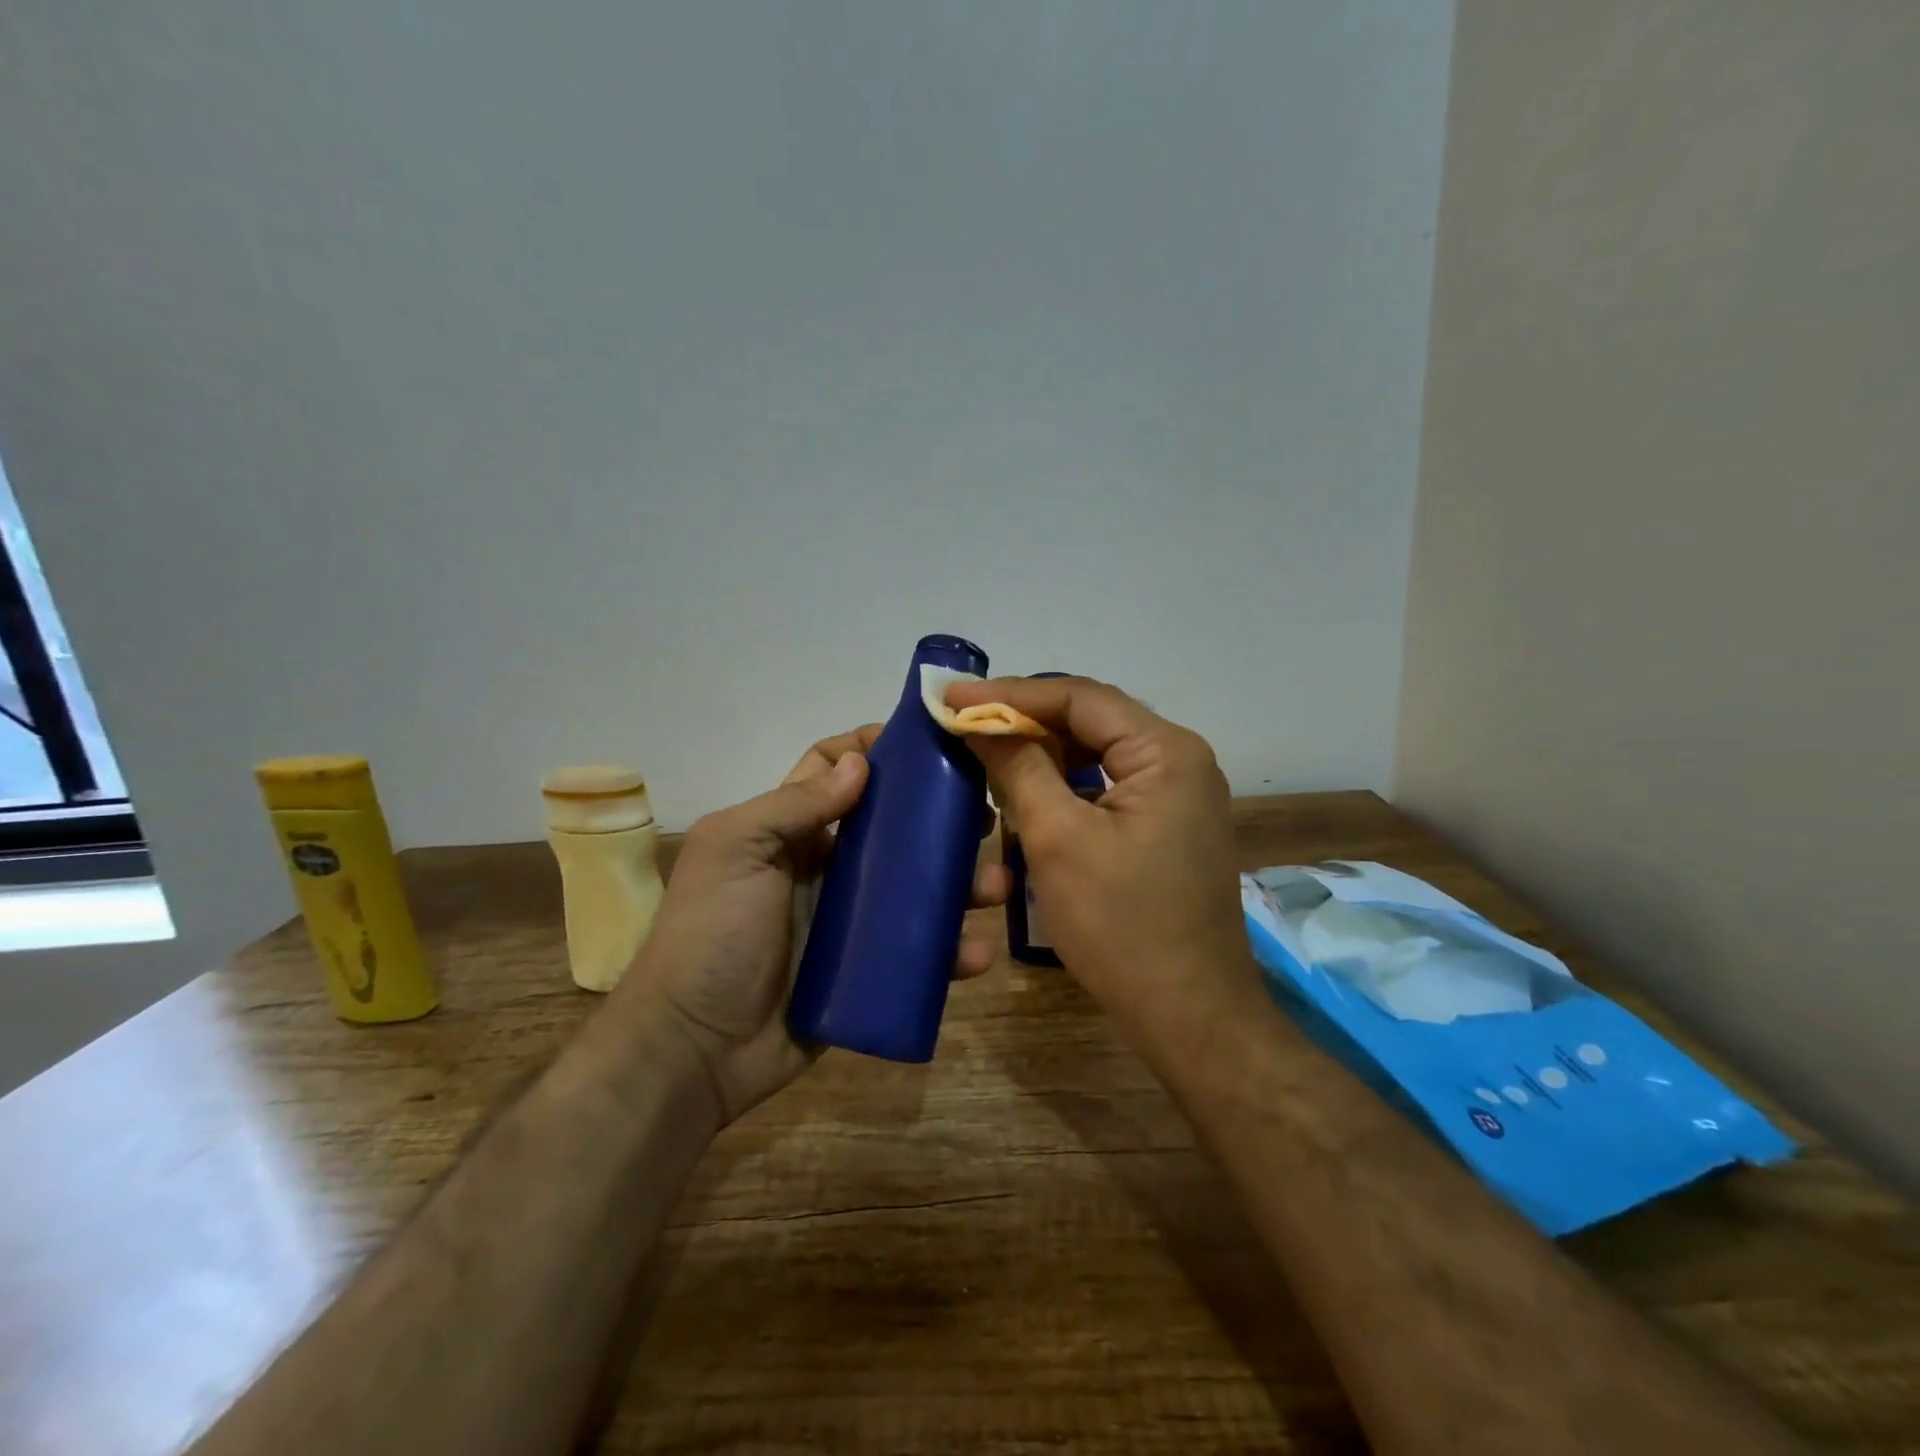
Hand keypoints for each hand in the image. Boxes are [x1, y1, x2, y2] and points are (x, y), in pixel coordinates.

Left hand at [611, 725, 1010, 1123]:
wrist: (694, 1049)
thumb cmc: (711, 935)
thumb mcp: (736, 851)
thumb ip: (792, 804)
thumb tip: (859, 763)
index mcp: (790, 831)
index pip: (834, 771)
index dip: (872, 749)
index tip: (926, 742)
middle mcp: (824, 867)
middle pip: (892, 828)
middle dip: (938, 817)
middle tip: (984, 815)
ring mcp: (849, 921)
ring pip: (916, 888)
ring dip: (959, 883)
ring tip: (995, 886)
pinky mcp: (867, 970)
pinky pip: (917, 953)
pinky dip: (950, 951)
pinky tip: (976, 953)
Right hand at [943, 676, 1256, 1048]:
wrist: (1190, 1016)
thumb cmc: (1123, 927)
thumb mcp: (1059, 840)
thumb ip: (1019, 769)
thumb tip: (979, 723)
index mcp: (1166, 752)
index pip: (1079, 697)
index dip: (1010, 694)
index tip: (951, 697)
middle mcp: (1180, 761)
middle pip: (1091, 720)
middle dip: (1025, 721)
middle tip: (962, 723)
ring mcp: (1178, 795)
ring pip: (1097, 754)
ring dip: (1042, 753)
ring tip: (984, 752)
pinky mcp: (1166, 826)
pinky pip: (1107, 787)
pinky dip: (1064, 785)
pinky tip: (1026, 792)